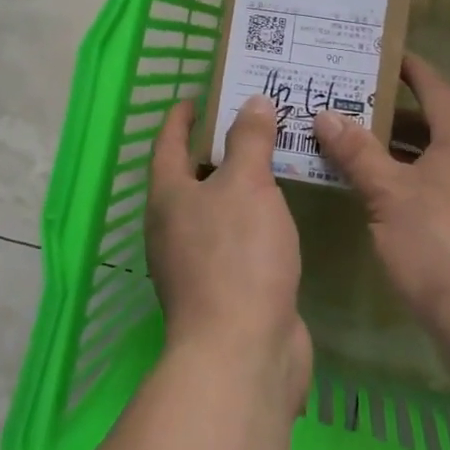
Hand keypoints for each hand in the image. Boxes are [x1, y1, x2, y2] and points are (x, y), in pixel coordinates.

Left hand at [149, 96, 311, 403]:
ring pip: (218, 208)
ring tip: (273, 157)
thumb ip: (249, 140)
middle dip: (218, 146)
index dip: (181, 116)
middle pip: (192, 175)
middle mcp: (174, 227)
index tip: (199, 95)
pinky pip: (238, 238)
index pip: (167, 142)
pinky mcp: (226, 289)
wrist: (243, 354)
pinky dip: (255, 216)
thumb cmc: (237, 256)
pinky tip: (281, 209)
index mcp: (168, 197)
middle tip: (252, 119)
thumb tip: (252, 102)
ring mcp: (197, 262)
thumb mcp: (246, 184)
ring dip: (240, 182)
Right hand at [312, 53, 449, 358]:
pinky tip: (386, 199)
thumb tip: (326, 114)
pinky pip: (446, 188)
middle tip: (352, 105)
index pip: (436, 89)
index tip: (382, 55)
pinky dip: (415, 181)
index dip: (410, 69)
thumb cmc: (441, 247)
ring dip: (403, 152)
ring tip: (359, 148)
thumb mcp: (389, 196)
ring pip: (440, 160)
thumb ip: (358, 153)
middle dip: (395, 115)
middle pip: (436, 125)